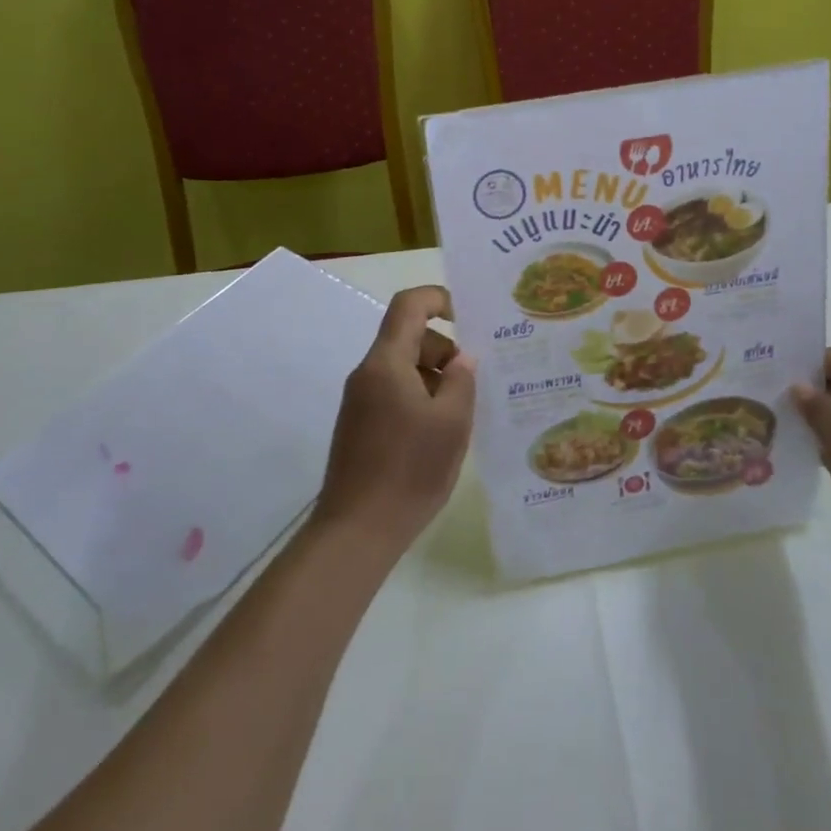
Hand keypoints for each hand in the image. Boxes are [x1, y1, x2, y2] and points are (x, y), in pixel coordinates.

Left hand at [315, 286, 476, 553]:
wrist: (356, 532)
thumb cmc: (409, 470)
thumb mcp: (452, 422)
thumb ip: (462, 380)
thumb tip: (462, 358)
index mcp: (386, 363)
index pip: (408, 305)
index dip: (439, 298)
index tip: (468, 316)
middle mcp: (367, 374)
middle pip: (408, 337)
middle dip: (444, 349)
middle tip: (474, 381)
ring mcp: (360, 401)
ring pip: (403, 368)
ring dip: (435, 377)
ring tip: (461, 413)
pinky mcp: (359, 426)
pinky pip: (394, 393)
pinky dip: (420, 398)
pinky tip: (439, 433)